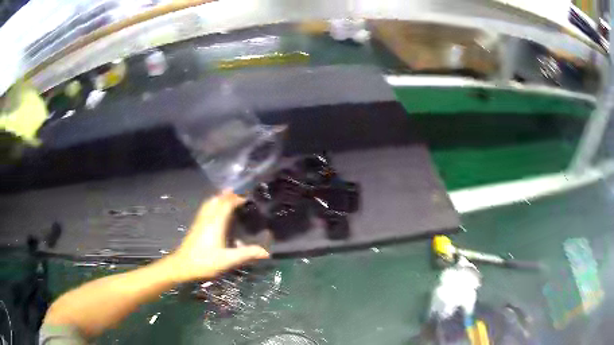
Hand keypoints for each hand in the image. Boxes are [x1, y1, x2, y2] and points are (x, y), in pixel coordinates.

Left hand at [166, 190, 268, 282]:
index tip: (249, 197)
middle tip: (240, 194)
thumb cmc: (205, 262)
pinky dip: (213, 204)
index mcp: (216, 222)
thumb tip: (266, 252)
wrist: (182, 266)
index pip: (227, 203)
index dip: (237, 198)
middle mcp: (207, 218)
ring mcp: (200, 221)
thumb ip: (246, 254)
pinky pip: (206, 208)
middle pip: (217, 200)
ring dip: (220, 198)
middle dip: (228, 195)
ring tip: (229, 197)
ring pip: (210, 203)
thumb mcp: (228, 260)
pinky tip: (215, 211)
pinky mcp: (196, 226)